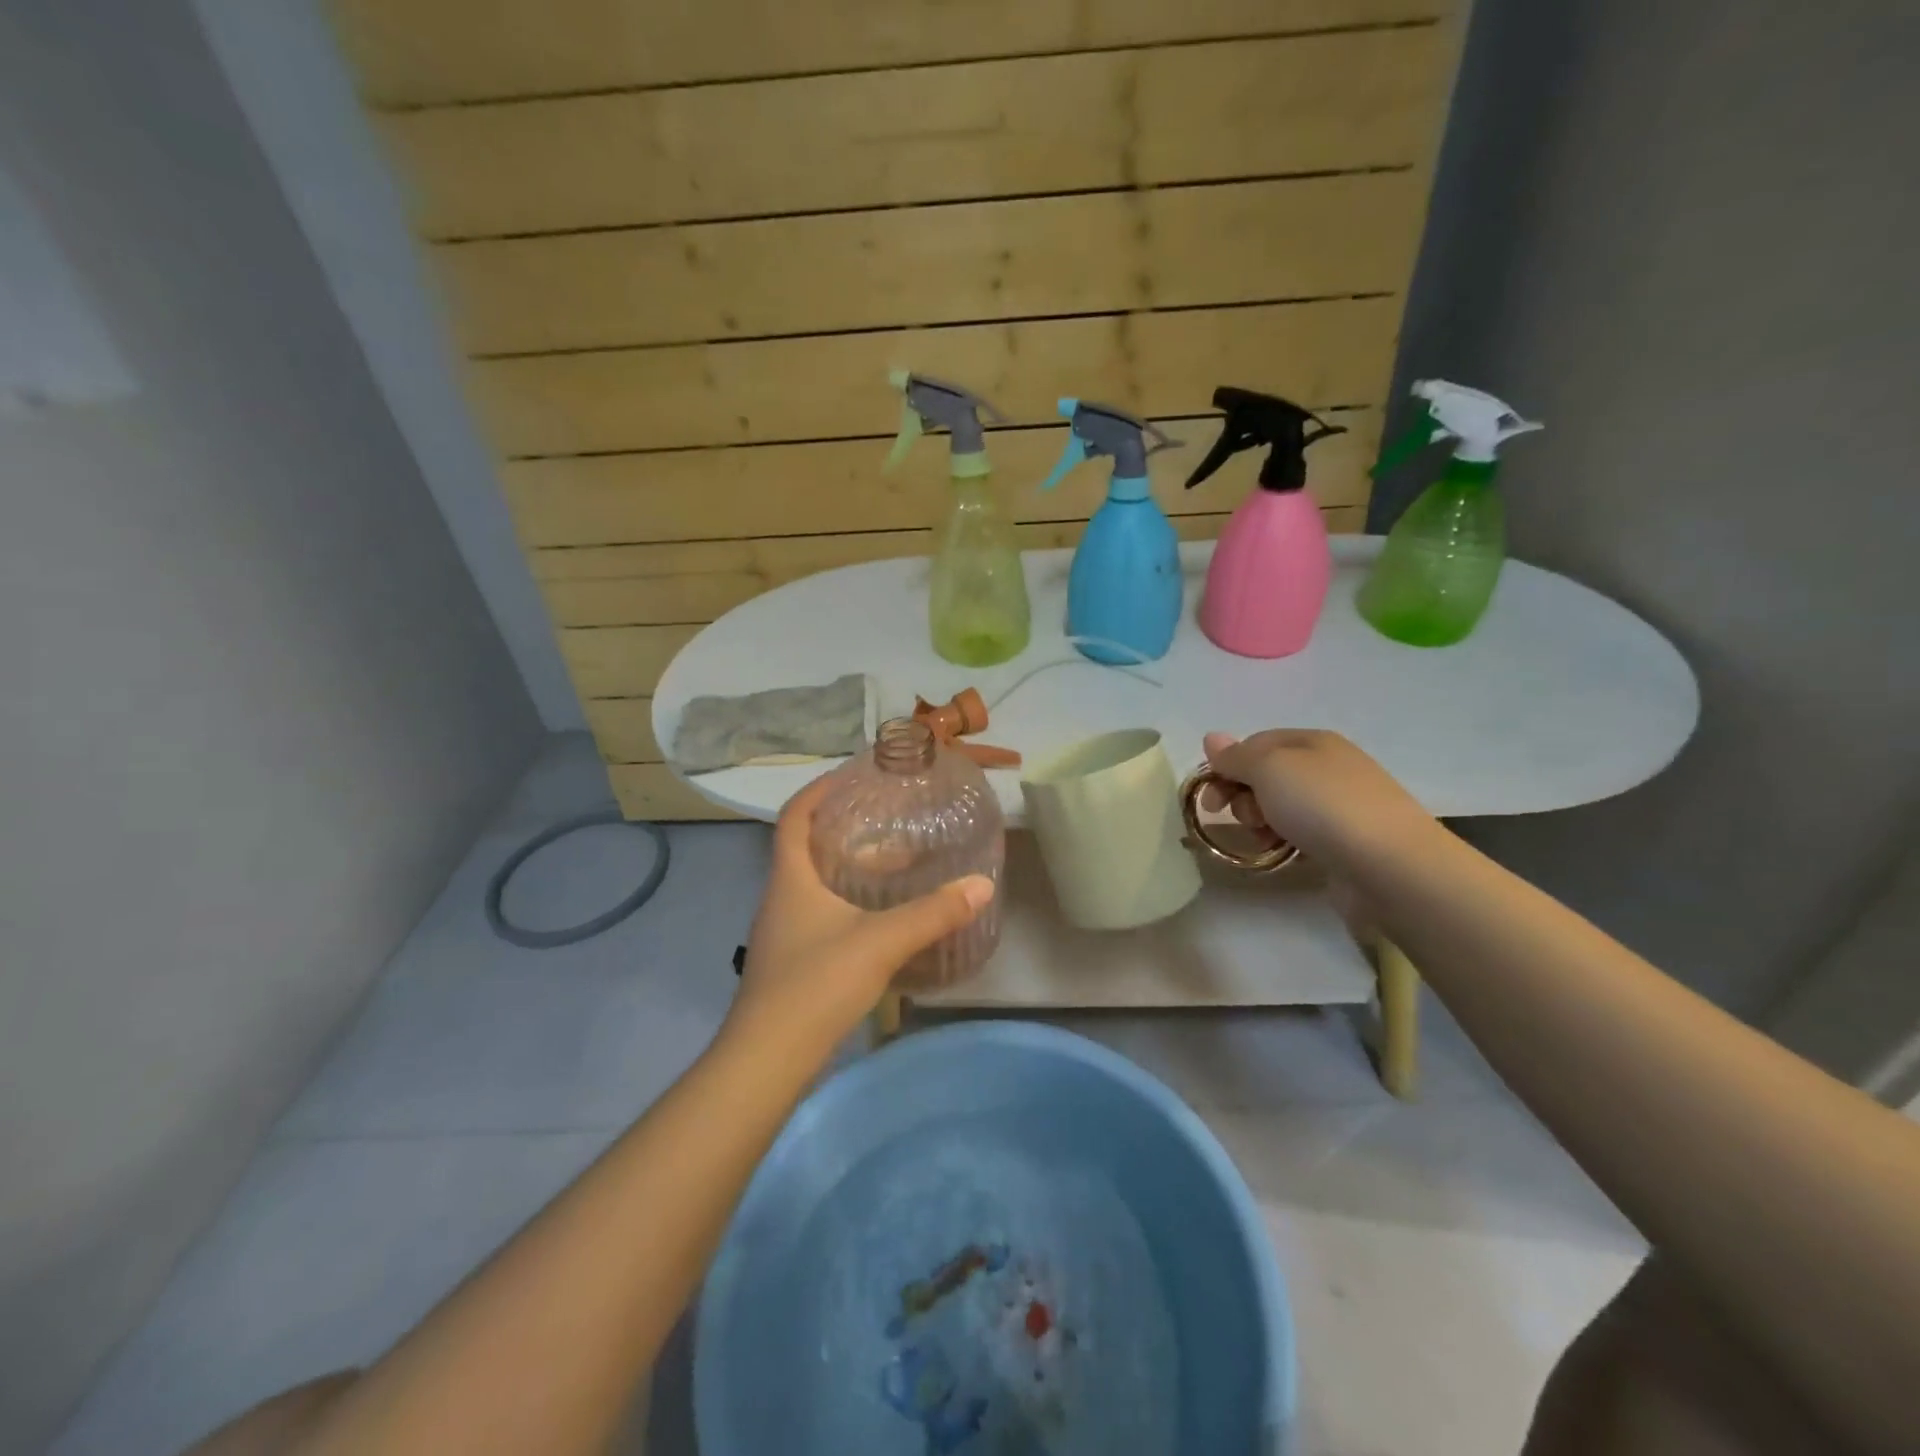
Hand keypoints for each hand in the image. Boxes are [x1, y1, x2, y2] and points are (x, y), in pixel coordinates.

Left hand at [724, 775, 995, 1067]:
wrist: (766, 1061)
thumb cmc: (815, 985)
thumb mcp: (880, 942)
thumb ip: (932, 913)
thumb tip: (981, 884)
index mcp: (790, 879)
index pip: (794, 816)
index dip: (819, 790)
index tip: (853, 775)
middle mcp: (782, 898)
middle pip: (809, 848)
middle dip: (847, 829)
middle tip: (892, 819)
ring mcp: (785, 933)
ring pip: (817, 884)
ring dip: (852, 868)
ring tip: (897, 863)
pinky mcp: (794, 962)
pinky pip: (823, 914)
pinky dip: (851, 903)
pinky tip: (883, 918)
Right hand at [1199, 729, 1433, 866]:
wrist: (1390, 865)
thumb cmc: (1323, 806)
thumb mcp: (1269, 769)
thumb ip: (1236, 756)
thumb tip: (1212, 738)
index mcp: (1312, 741)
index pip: (1254, 744)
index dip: (1226, 768)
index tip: (1210, 800)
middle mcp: (1327, 767)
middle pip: (1265, 775)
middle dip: (1242, 796)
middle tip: (1240, 819)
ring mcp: (1339, 804)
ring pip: (1280, 806)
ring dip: (1259, 821)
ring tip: (1262, 840)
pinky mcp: (1345, 840)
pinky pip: (1300, 832)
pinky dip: (1282, 841)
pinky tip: (1280, 853)